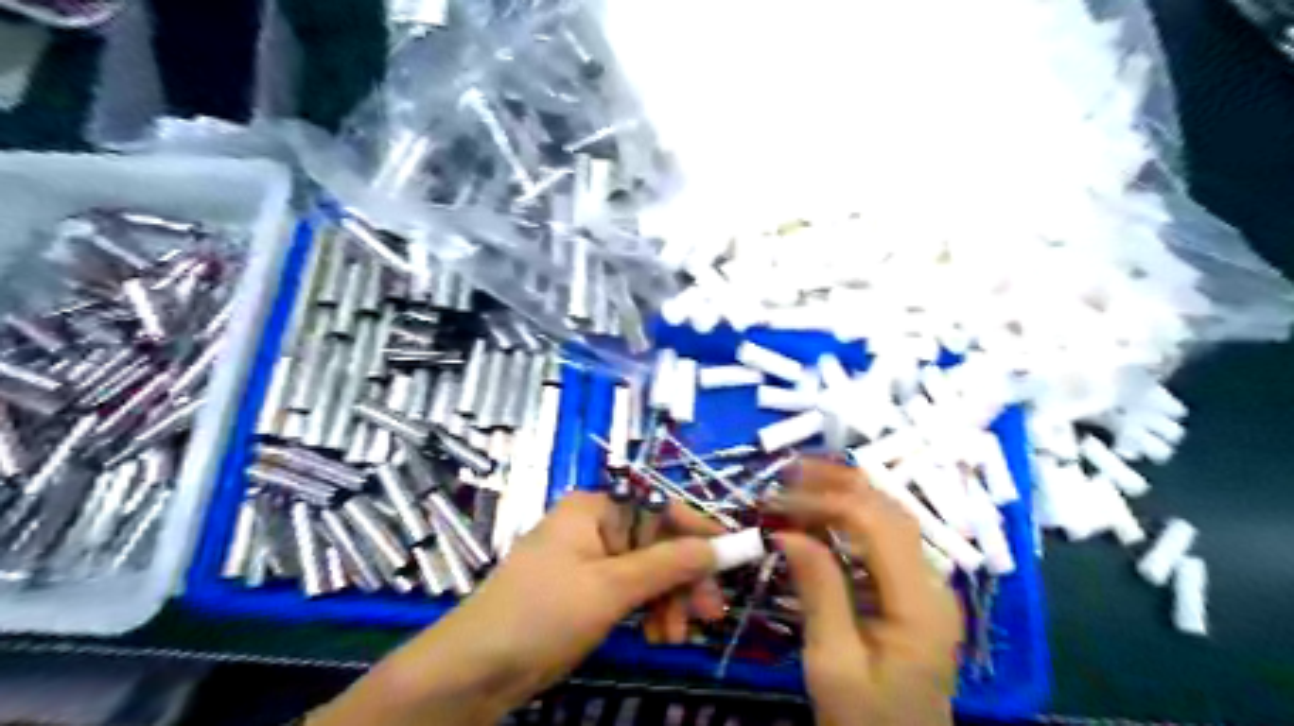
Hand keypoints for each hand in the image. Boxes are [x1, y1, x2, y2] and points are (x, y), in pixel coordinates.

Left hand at [310, 492, 722, 725]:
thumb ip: (669, 564)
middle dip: (685, 577)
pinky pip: (632, 593)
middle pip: (658, 544)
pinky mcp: (587, 593)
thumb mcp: (611, 587)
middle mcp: (595, 528)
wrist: (477, 670)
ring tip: (677, 635)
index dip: (699, 529)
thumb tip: (720, 546)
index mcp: (595, 509)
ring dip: (669, 601)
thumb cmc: (543, 612)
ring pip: (649, 573)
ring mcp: (591, 562)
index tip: (734, 554)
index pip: (660, 509)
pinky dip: (649, 613)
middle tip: (712, 612)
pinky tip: (657, 635)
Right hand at [765, 458, 959, 725]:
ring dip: (846, 494)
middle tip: (791, 469)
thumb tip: (787, 532)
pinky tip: (822, 515)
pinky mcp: (914, 593)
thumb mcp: (833, 663)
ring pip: (890, 519)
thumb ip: (819, 590)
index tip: (778, 502)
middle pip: (890, 511)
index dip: (826, 501)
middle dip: (840, 483)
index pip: (876, 525)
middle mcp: (933, 584)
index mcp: (920, 604)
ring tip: (803, 480)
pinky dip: (851, 518)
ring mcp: (928, 587)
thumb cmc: (865, 720)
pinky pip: (884, 541)